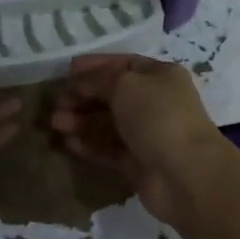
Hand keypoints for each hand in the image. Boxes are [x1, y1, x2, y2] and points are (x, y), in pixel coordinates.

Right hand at [50, 55, 229, 223]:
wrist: (185, 174)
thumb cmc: (158, 117)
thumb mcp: (126, 84)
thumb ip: (98, 80)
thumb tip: (79, 83)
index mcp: (160, 76)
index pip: (123, 65)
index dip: (95, 66)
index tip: (67, 71)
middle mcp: (154, 103)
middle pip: (112, 95)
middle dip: (82, 96)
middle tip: (55, 103)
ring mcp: (146, 134)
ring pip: (106, 123)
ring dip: (80, 121)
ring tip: (55, 123)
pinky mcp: (136, 162)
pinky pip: (107, 149)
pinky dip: (88, 144)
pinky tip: (67, 143)